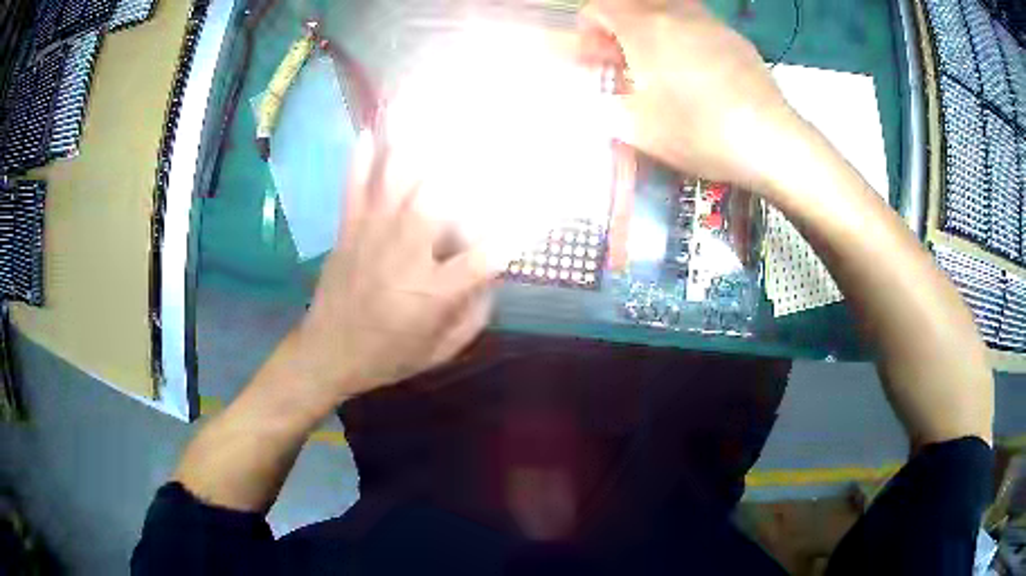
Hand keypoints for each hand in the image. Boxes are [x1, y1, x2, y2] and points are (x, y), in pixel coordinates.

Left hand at [290, 131, 499, 406]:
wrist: (327, 355)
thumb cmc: (389, 356)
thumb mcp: (441, 350)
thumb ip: (474, 313)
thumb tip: (494, 273)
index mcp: (432, 293)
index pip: (486, 255)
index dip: (519, 228)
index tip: (544, 204)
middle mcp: (404, 255)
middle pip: (439, 198)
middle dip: (467, 162)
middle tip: (488, 129)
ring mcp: (371, 235)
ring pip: (397, 180)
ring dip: (416, 142)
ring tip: (430, 108)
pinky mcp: (347, 229)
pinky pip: (354, 186)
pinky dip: (361, 157)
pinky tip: (371, 128)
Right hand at [581, 0, 800, 190]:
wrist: (770, 141)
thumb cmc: (700, 132)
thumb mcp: (638, 128)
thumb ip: (606, 104)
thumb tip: (599, 95)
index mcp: (645, 29)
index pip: (600, 7)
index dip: (587, 28)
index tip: (593, 56)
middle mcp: (676, 14)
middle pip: (634, 3)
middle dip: (618, 24)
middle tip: (621, 56)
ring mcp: (710, 23)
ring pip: (668, 8)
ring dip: (651, 26)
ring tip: (657, 60)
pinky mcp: (736, 39)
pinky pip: (698, 23)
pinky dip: (682, 34)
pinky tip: (694, 67)